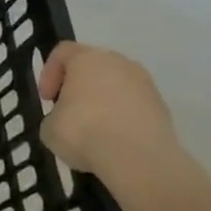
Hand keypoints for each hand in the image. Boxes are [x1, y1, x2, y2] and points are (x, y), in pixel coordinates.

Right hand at [38, 41, 179, 181]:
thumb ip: (56, 114)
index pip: (63, 52)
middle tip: (69, 111)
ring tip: (94, 130)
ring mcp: (145, 84)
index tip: (47, 99)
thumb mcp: (49, 126)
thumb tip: (66, 119)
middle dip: (79, 86)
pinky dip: (123, 118)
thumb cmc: (83, 132)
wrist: (137, 158)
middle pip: (93, 66)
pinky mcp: (162, 107)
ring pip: (117, 86)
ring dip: (103, 102)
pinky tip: (114, 141)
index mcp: (87, 58)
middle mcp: (119, 63)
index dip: (49, 73)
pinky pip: (134, 106)